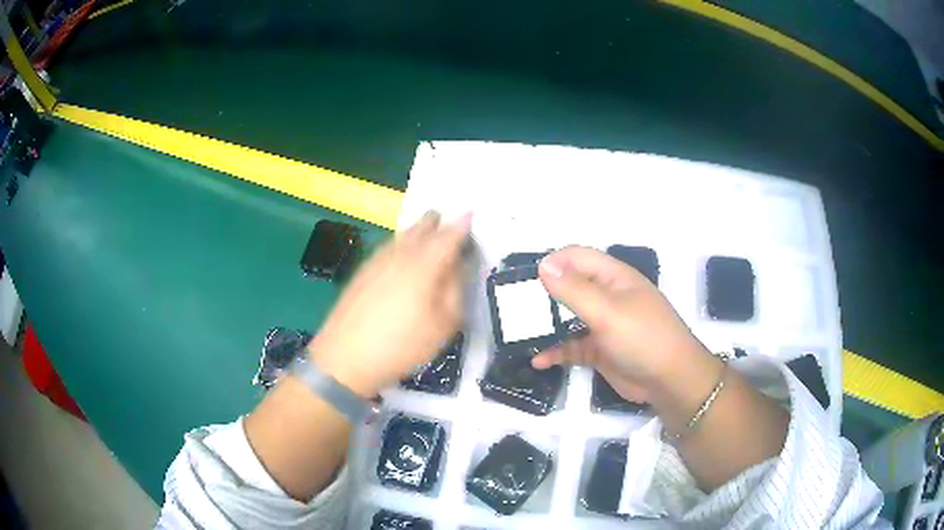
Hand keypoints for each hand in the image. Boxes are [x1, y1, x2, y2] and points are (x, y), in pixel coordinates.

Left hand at [308, 211, 470, 396]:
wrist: (345, 357)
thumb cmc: (401, 345)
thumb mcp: (443, 325)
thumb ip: (455, 290)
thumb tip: (458, 266)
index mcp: (424, 265)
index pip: (448, 236)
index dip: (462, 224)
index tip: (472, 214)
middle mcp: (400, 254)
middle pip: (421, 227)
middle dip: (437, 222)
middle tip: (449, 221)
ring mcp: (377, 261)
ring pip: (402, 235)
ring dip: (418, 230)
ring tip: (428, 231)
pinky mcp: (362, 271)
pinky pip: (388, 246)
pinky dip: (401, 243)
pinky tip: (402, 254)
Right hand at [534, 246, 713, 403]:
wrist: (670, 381)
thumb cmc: (642, 338)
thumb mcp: (608, 312)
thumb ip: (575, 290)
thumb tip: (543, 264)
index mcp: (613, 277)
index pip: (576, 258)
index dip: (551, 264)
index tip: (523, 281)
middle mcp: (607, 296)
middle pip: (569, 287)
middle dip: (542, 296)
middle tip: (513, 309)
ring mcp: (603, 324)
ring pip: (567, 319)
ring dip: (545, 327)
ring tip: (518, 335)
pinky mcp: (599, 349)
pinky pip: (572, 346)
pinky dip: (556, 351)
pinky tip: (538, 361)